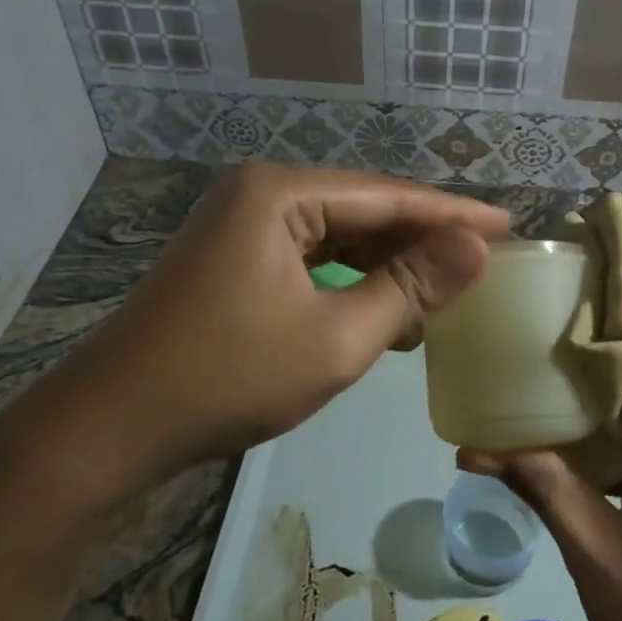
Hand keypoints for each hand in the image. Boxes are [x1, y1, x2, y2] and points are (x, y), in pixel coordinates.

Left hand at [35, 165, 507, 498]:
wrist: (112, 427)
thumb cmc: (228, 377)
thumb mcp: (336, 337)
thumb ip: (409, 287)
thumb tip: (477, 247)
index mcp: (280, 193)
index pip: (388, 195)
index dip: (452, 214)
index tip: (509, 225)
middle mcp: (260, 195)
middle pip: (363, 210)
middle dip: (421, 239)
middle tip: (484, 259)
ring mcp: (242, 227)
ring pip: (337, 237)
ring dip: (388, 266)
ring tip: (446, 292)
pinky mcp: (234, 261)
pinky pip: (310, 260)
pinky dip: (350, 283)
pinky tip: (387, 314)